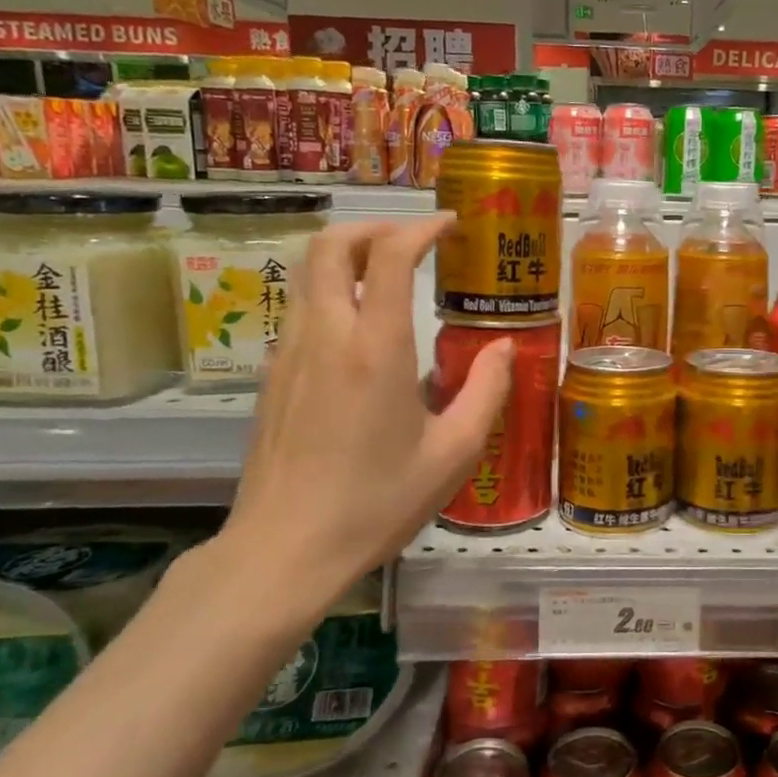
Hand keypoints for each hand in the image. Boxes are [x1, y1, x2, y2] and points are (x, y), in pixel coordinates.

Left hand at [216, 216, 511, 624]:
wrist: (284, 551)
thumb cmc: (377, 503)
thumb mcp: (453, 454)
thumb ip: (487, 391)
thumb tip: (505, 346)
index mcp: (375, 349)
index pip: (388, 255)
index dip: (421, 228)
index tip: (450, 225)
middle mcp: (325, 336)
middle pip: (330, 245)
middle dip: (373, 227)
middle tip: (413, 241)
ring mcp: (288, 354)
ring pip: (308, 275)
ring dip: (349, 259)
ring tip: (390, 280)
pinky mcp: (272, 377)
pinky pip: (302, 312)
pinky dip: (332, 296)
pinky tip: (361, 337)